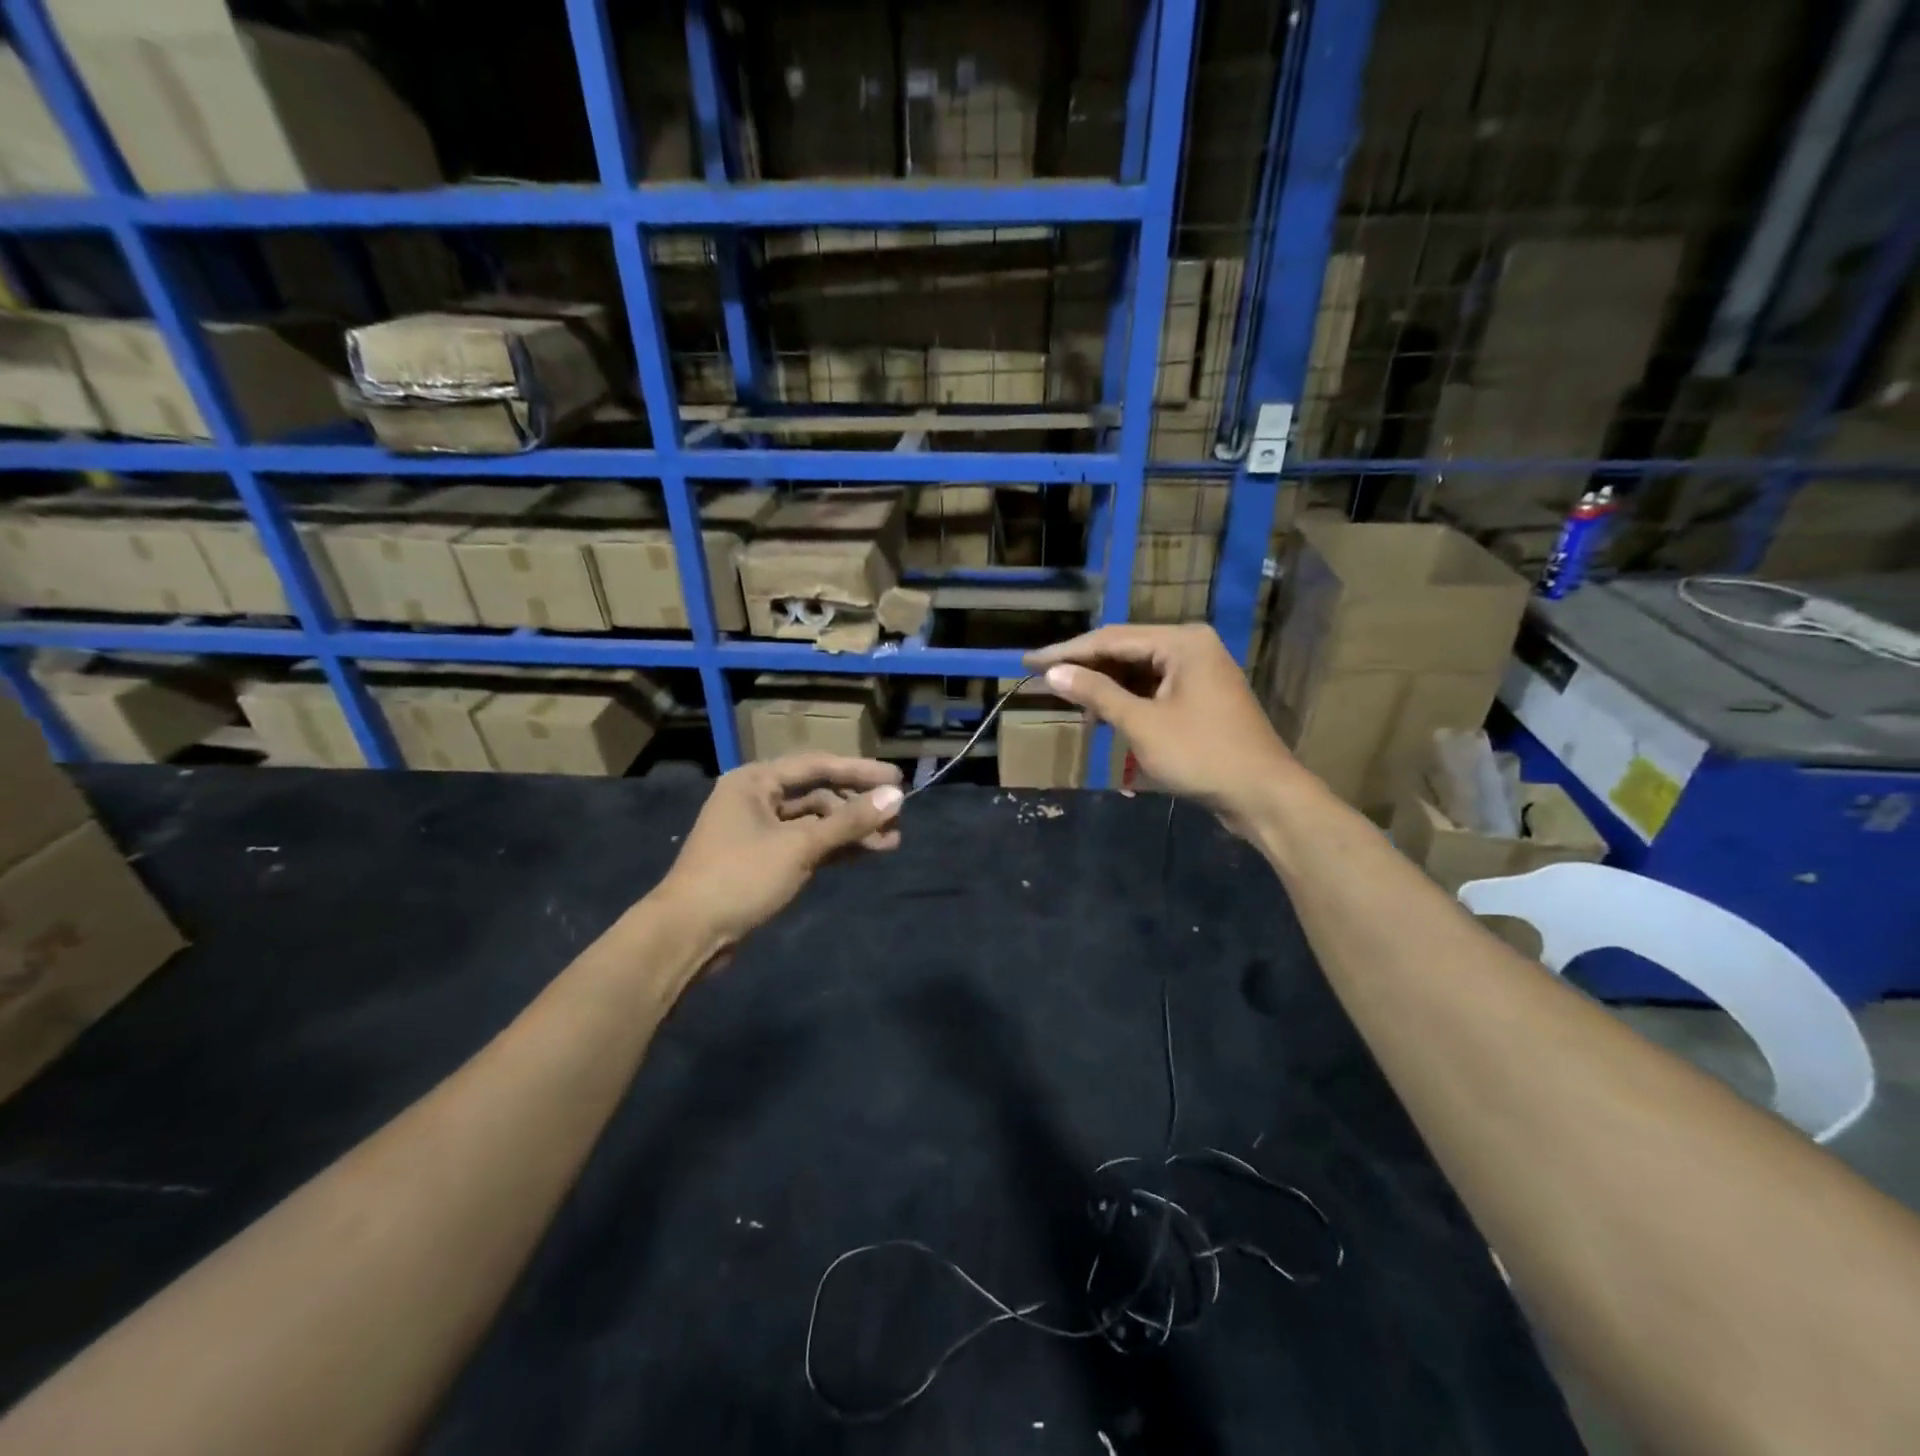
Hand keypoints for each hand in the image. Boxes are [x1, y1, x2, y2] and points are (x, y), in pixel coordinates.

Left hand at [655, 753, 904, 948]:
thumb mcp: (800, 846)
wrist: (688, 934)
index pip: (817, 765)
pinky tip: (867, 854)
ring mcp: (760, 832)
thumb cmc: (740, 877)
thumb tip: (896, 796)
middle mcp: (757, 799)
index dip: (860, 771)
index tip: (897, 778)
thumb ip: (850, 821)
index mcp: (755, 781)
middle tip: (898, 816)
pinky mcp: (764, 861)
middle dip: (858, 807)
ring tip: (892, 841)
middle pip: (818, 794)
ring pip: (815, 823)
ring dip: (850, 831)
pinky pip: (807, 845)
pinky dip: (834, 849)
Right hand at [1026, 624, 1307, 832]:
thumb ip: (1097, 694)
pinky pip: (1153, 688)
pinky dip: (1126, 700)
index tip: (1028, 663)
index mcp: (1181, 641)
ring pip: (1138, 671)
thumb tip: (1053, 674)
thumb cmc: (1202, 755)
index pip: (1110, 639)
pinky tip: (1102, 714)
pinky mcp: (1200, 697)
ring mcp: (1198, 672)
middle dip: (1084, 668)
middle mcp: (1191, 646)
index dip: (1066, 653)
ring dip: (1104, 686)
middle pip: (1124, 650)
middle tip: (1042, 680)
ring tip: (1067, 700)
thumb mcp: (1142, 724)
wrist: (1263, 794)